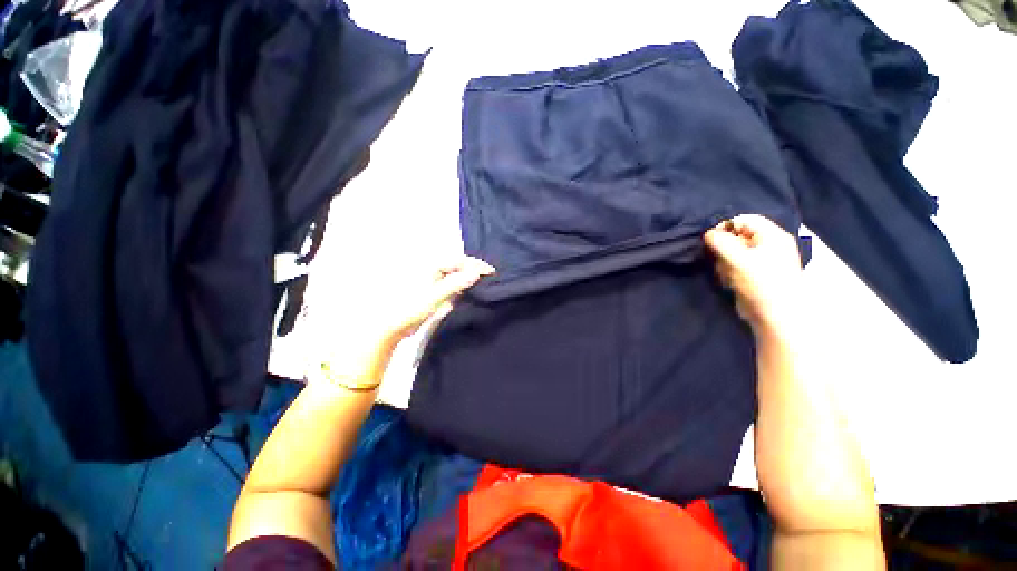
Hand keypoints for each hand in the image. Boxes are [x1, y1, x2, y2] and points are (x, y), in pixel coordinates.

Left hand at [375, 256, 495, 345]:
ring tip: (483, 285)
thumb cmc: (411, 308)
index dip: (476, 266)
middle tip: (490, 279)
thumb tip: (475, 273)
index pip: (459, 260)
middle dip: (474, 270)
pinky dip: (462, 287)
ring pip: (456, 275)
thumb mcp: (435, 296)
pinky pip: (451, 284)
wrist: (393, 326)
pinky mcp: (433, 290)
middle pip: (459, 266)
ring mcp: (433, 279)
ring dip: (469, 279)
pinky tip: (469, 292)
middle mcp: (432, 268)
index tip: (491, 273)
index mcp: (431, 265)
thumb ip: (456, 284)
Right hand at [704, 214, 802, 331]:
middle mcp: (769, 245)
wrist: (776, 316)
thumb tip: (708, 233)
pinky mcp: (756, 274)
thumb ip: (721, 242)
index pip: (745, 220)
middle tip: (720, 260)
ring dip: (725, 262)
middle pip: (738, 236)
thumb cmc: (761, 283)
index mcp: (773, 236)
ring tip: (726, 274)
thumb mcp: (738, 259)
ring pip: (734, 252)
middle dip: (724, 248)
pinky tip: (730, 281)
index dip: (726, 227)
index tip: (711, 240)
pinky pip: (736, 265)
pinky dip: (729, 271)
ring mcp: (763, 260)